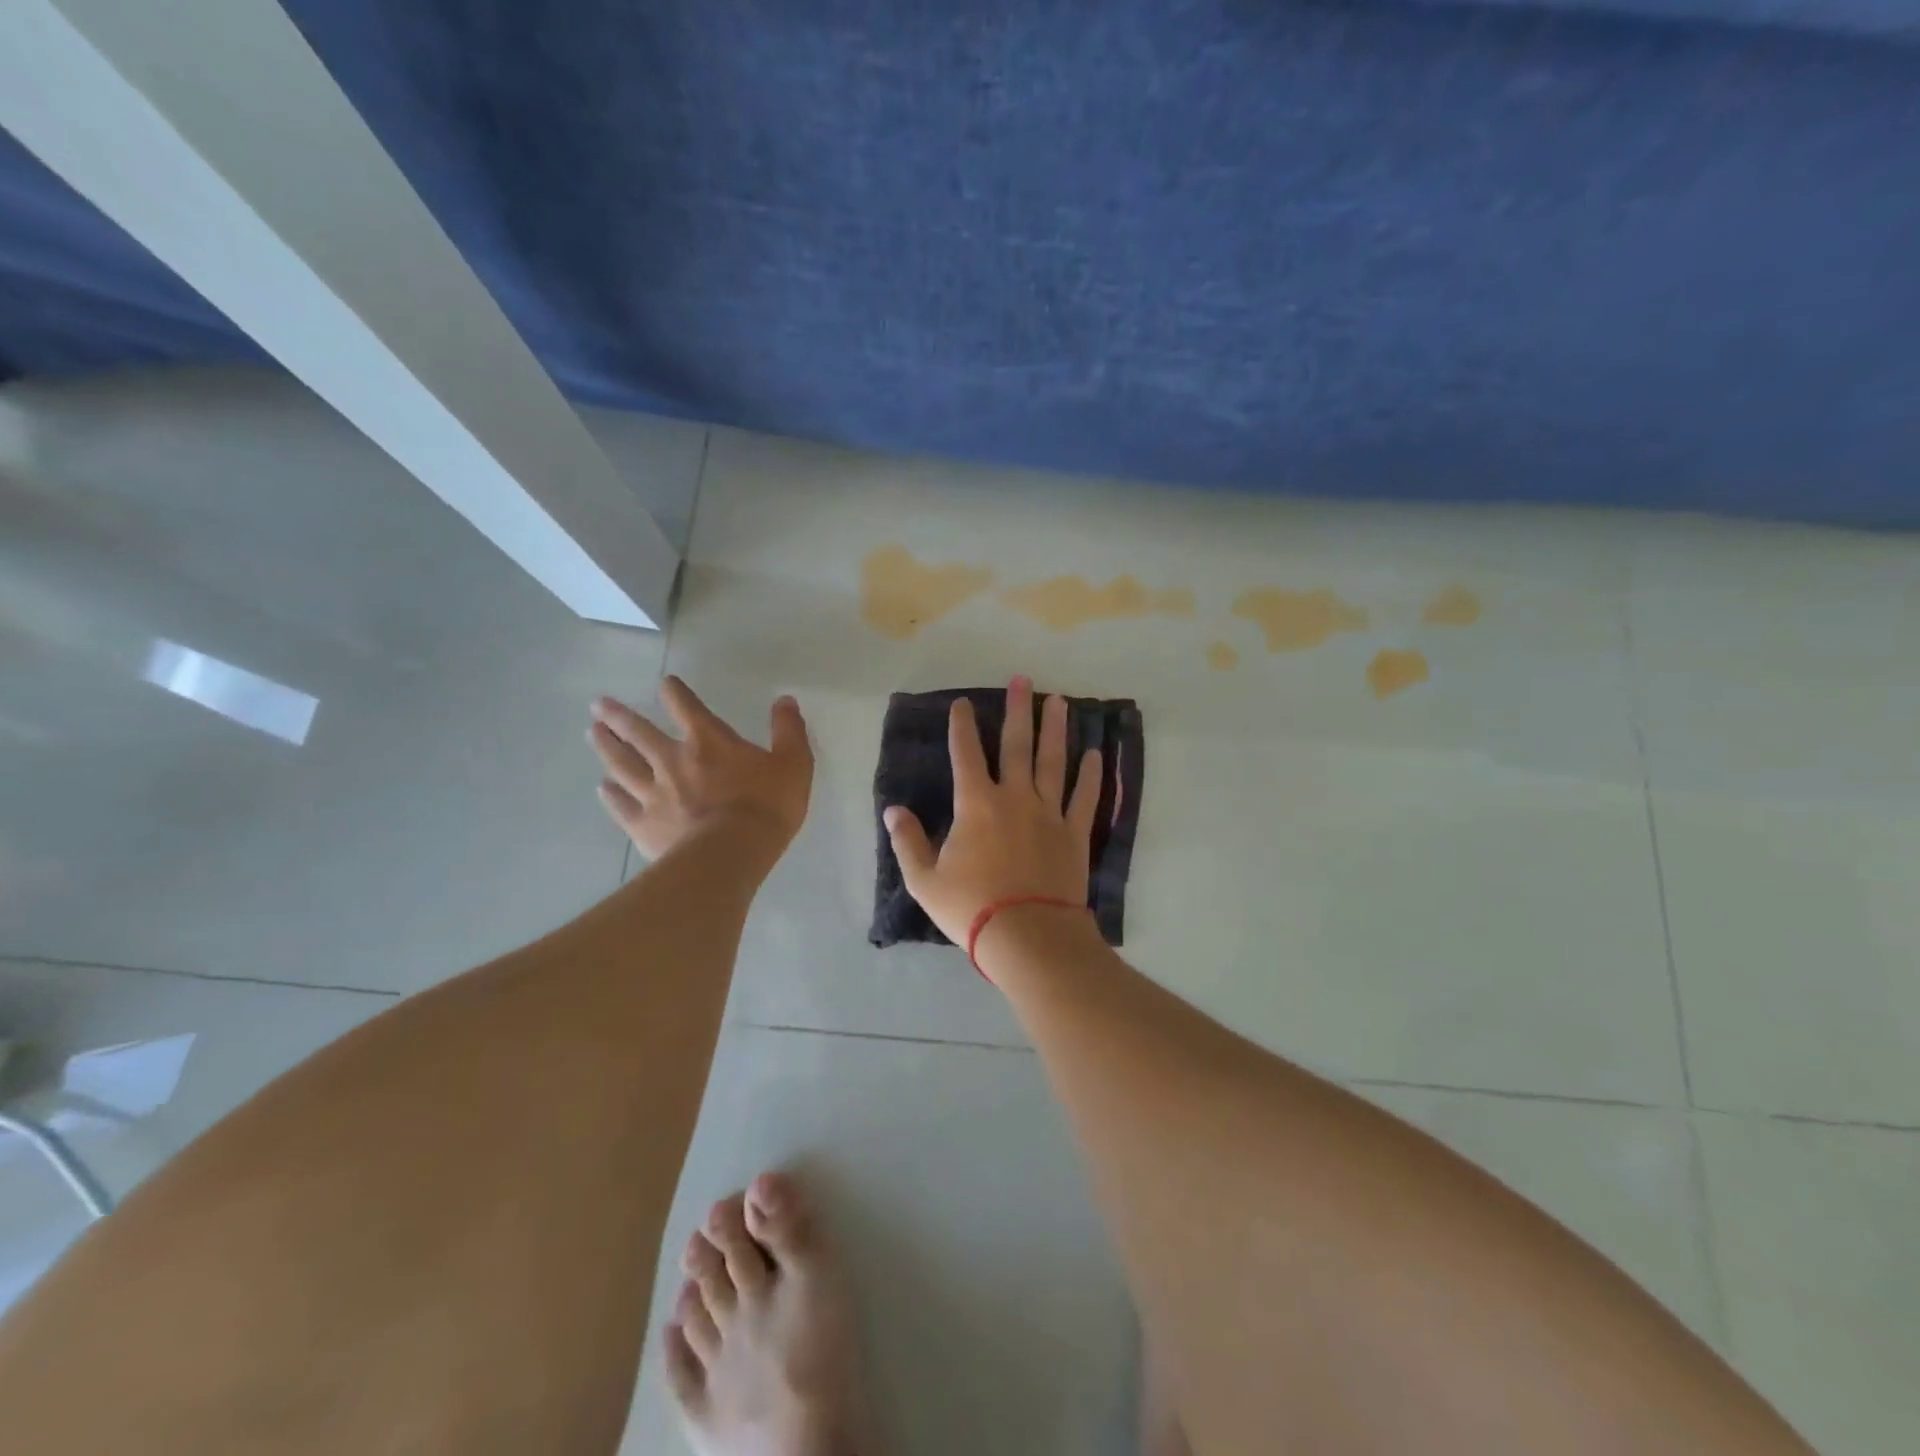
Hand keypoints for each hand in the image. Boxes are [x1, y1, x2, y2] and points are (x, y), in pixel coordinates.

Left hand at [589, 676, 812, 861]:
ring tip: (593, 733)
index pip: (686, 706)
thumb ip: (788, 731)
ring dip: (607, 747)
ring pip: (622, 764)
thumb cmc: (766, 807)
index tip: (666, 683)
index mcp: (708, 741)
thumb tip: (785, 700)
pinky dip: (610, 795)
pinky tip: (602, 788)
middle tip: (599, 705)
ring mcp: (653, 793)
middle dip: (620, 716)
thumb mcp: (793, 764)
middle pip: (639, 732)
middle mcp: (673, 760)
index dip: (675, 692)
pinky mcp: (643, 825)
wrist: (730, 854)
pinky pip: (622, 805)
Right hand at [883, 676, 1102, 946]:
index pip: (965, 755)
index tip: (963, 703)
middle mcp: (1015, 798)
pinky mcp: (1074, 833)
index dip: (962, 726)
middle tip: (1022, 679)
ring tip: (1058, 702)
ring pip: (1053, 762)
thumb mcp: (924, 880)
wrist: (1028, 936)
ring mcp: (1049, 813)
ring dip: (1055, 730)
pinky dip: (1090, 774)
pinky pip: (1084, 797)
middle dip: (1017, 710)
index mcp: (976, 805)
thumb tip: (892, 809)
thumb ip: (907, 841)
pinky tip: (1095, 752)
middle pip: (1016, 746)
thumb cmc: (972, 908)